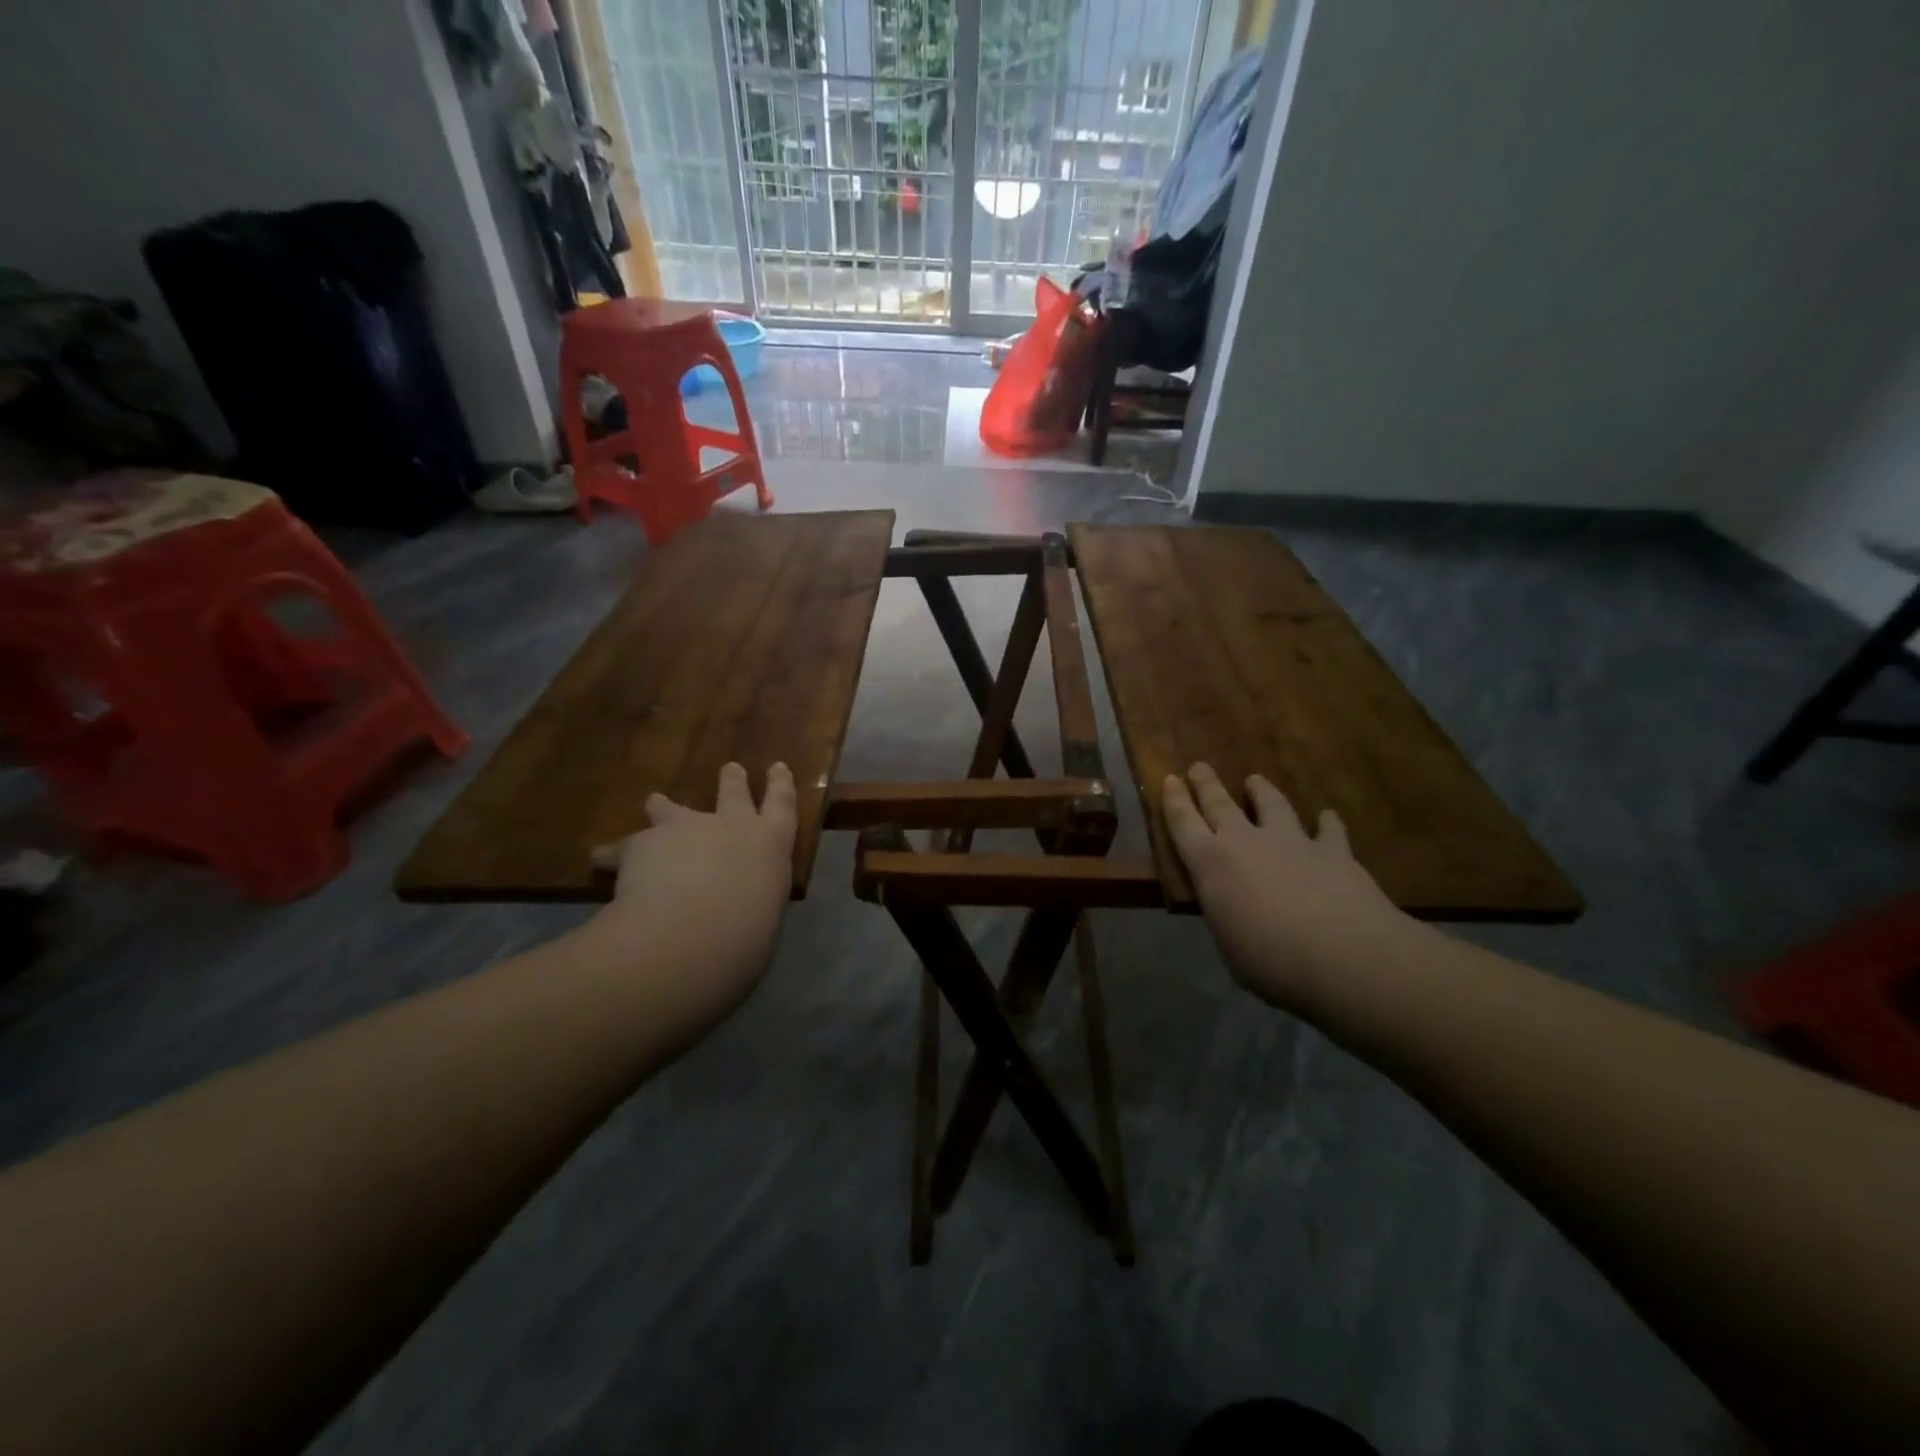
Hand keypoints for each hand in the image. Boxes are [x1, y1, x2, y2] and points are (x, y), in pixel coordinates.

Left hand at [586, 762, 797, 1036]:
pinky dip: (615, 854)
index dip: (779, 784)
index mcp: (771, 843)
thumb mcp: (764, 917)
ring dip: (664, 806)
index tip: (777, 767)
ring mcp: (687, 828)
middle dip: (731, 781)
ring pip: (672, 809)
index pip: (783, 804)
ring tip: (655, 801)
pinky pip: (625, 847)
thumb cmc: (747, 935)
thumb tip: (741, 908)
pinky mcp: (644, 842)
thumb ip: (753, 901)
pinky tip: (601, 861)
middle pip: (733, 793)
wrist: (693, 933)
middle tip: (730, 768)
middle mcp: (732, 825)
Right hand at [1162, 763, 1409, 1010]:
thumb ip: (1227, 916)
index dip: (1174, 801)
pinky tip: (1327, 816)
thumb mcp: (1230, 945)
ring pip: (1272, 805)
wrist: (1345, 957)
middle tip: (1199, 766)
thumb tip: (1232, 910)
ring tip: (1256, 779)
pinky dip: (1326, 822)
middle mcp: (1247, 842)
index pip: (1183, 824)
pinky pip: (1328, 830)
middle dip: (1207, 785)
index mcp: (1211, 865)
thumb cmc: (1272, 962)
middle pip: (1221, 804)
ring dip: (1262, 791)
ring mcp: (1292, 842)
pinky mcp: (1334, 851)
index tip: (1169, 780)